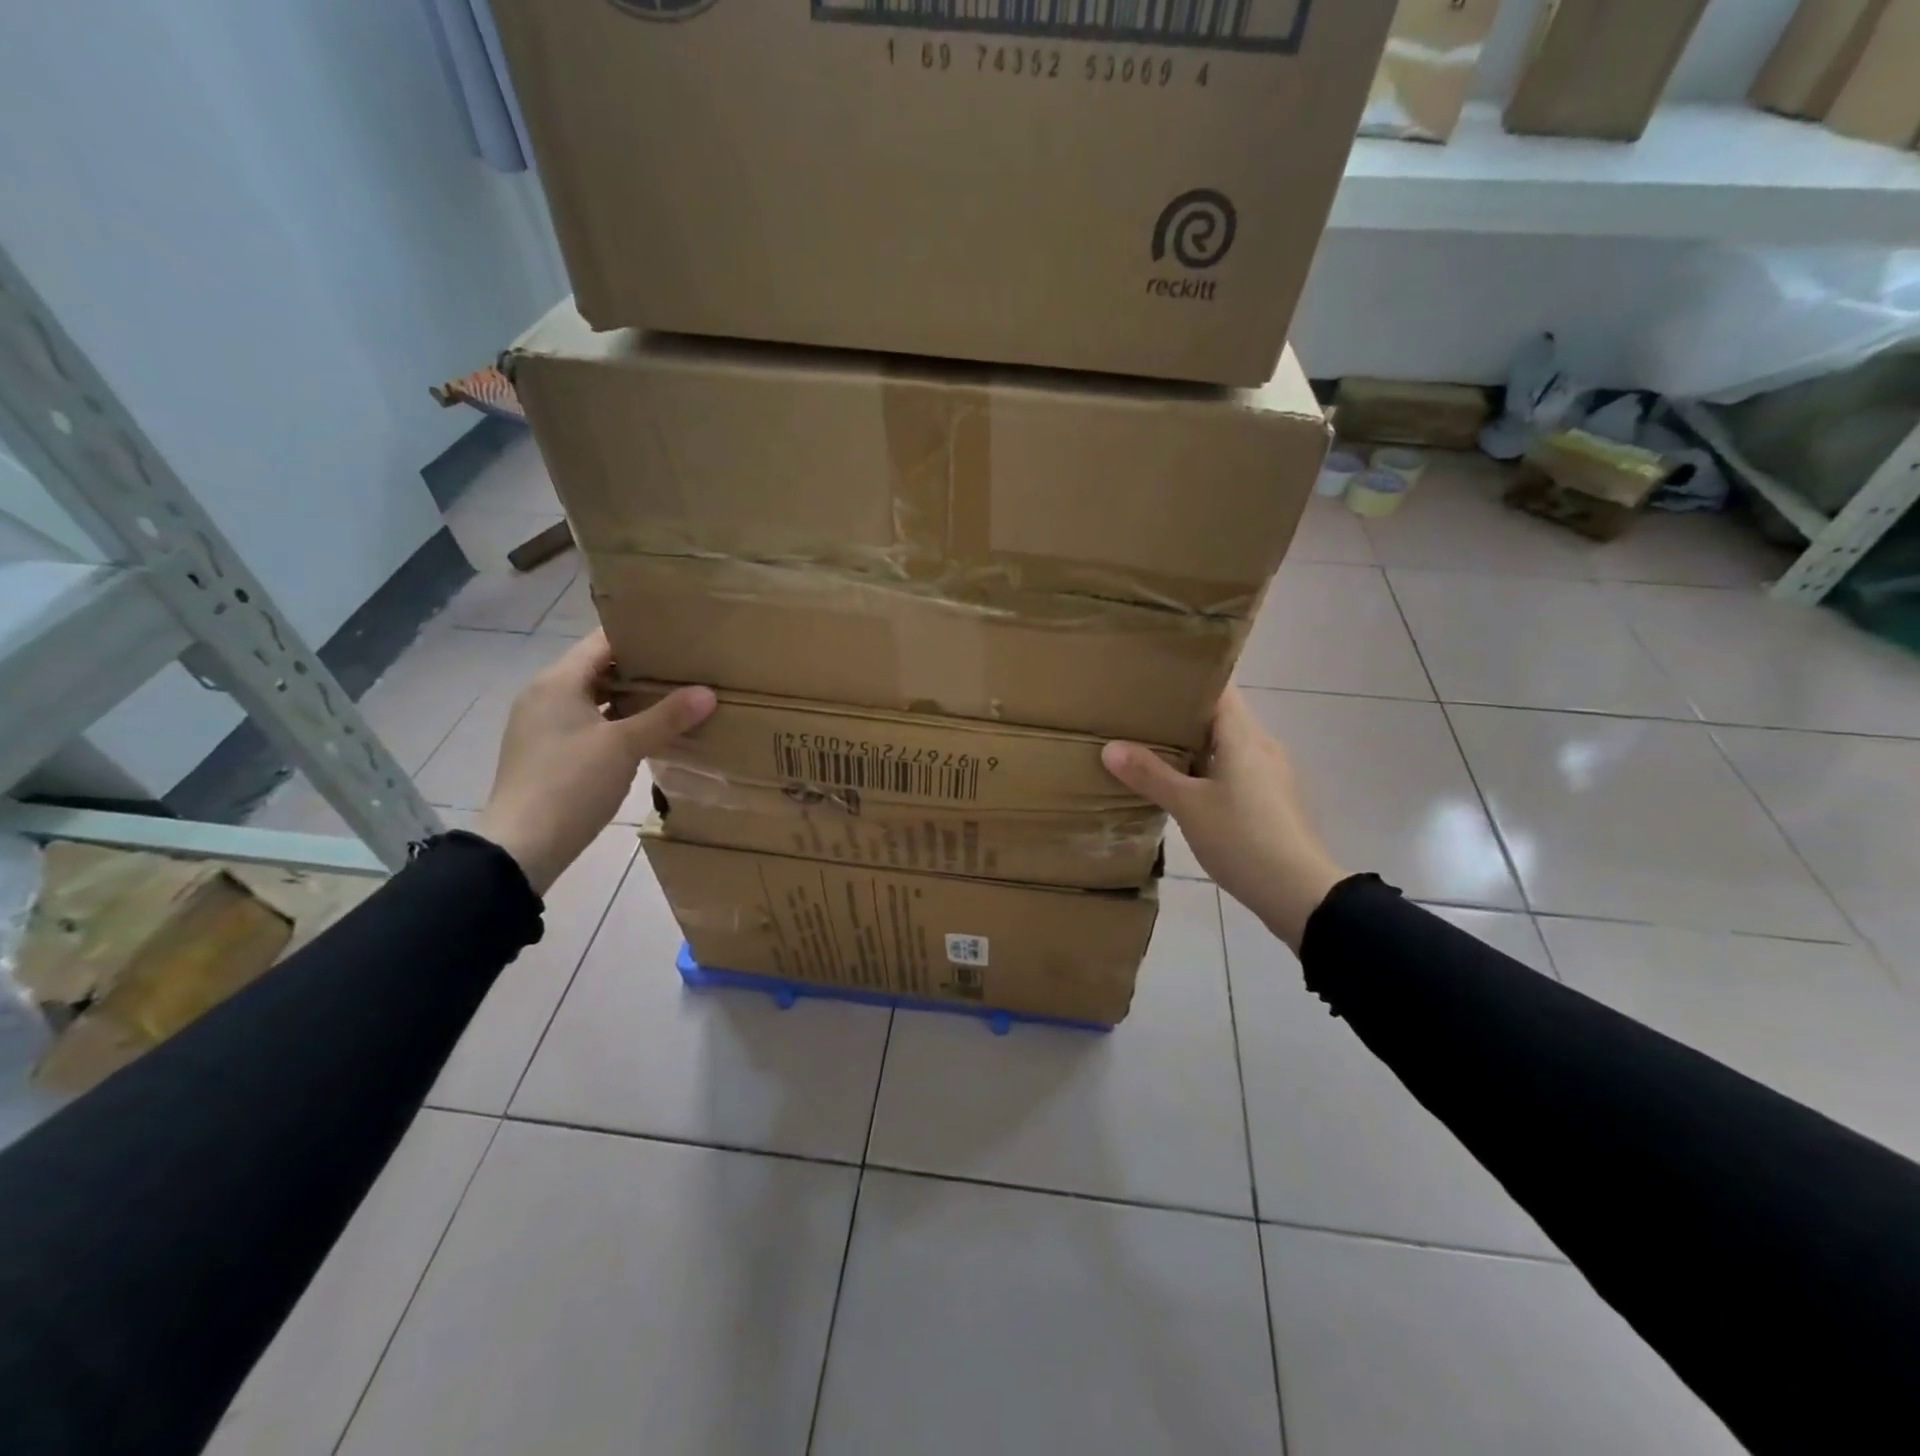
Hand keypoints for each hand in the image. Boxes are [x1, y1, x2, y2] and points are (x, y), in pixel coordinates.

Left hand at [476, 631, 714, 894]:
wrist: (522, 846)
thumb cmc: (571, 784)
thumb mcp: (624, 746)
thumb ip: (667, 717)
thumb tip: (708, 693)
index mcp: (557, 681)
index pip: (602, 641)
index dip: (640, 636)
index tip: (679, 638)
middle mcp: (544, 695)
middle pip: (598, 668)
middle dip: (640, 668)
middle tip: (685, 668)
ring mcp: (541, 725)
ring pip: (593, 697)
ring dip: (629, 697)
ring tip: (673, 698)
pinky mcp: (546, 752)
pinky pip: (587, 722)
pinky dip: (615, 721)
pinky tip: (644, 733)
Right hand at [1103, 688, 1345, 950]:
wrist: (1300, 893)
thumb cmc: (1243, 839)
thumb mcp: (1189, 807)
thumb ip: (1150, 775)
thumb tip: (1110, 747)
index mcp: (1244, 737)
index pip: (1219, 689)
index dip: (1187, 680)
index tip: (1152, 677)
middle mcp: (1262, 746)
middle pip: (1221, 716)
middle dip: (1182, 714)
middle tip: (1140, 714)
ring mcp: (1271, 774)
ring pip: (1227, 746)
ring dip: (1194, 745)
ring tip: (1153, 747)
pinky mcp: (1272, 800)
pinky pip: (1235, 770)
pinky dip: (1208, 770)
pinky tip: (1183, 787)